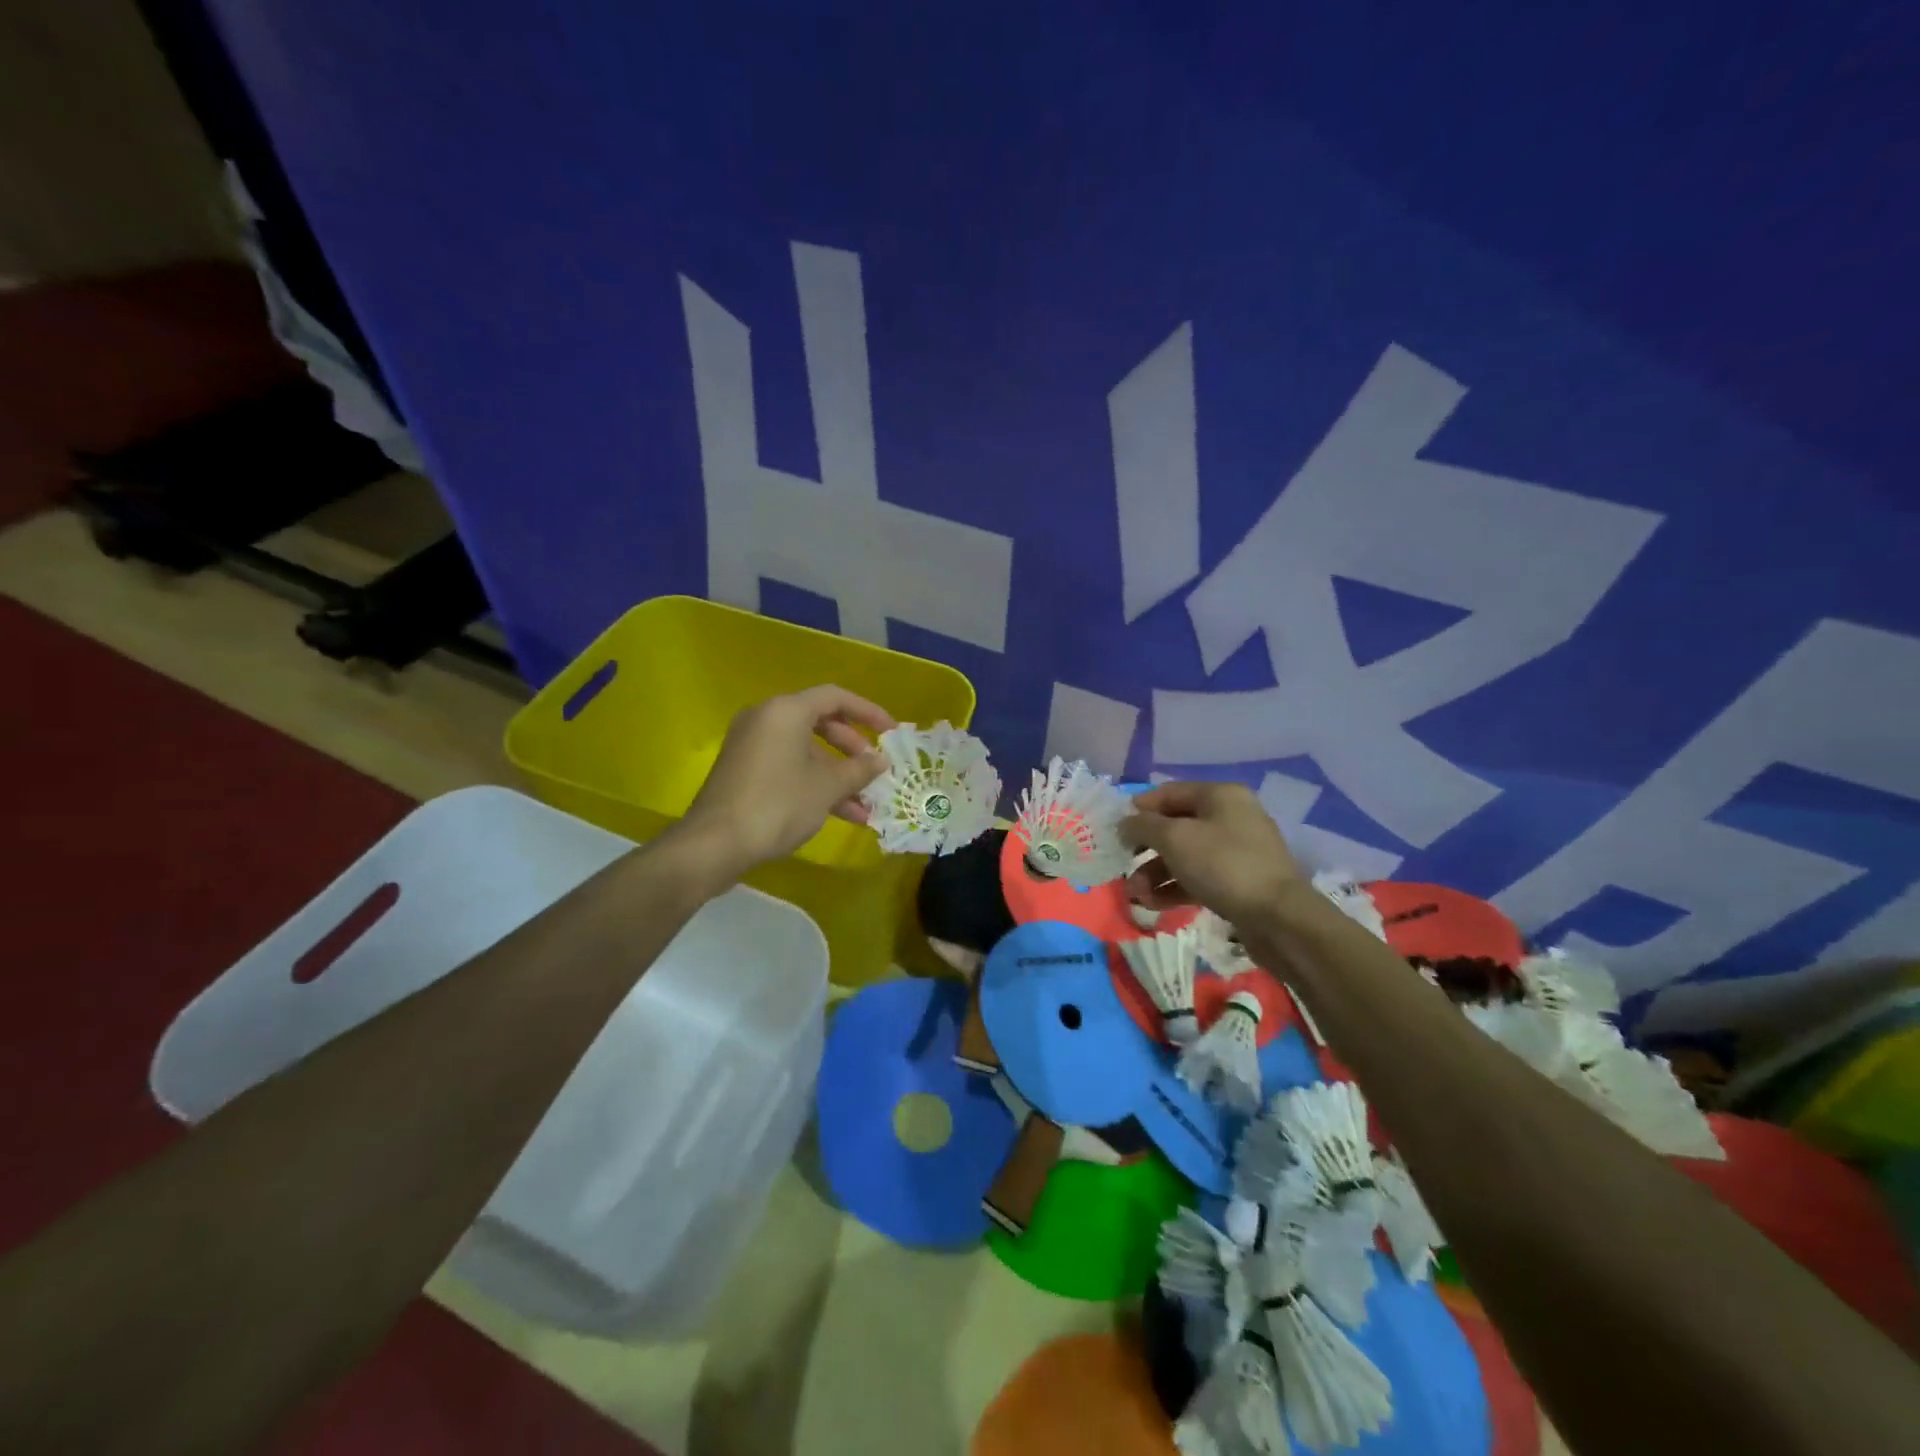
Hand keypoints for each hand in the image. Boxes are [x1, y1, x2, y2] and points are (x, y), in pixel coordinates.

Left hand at [682, 684, 895, 872]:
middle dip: (852, 748)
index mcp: (786, 711)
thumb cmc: (778, 804)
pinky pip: (788, 766)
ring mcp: (752, 745)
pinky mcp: (744, 771)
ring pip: (805, 751)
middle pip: (820, 722)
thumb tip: (880, 761)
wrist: (715, 844)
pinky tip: (840, 814)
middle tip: (874, 769)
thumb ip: (858, 770)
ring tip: (865, 805)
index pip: (835, 697)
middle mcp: (766, 719)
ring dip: (837, 775)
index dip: (868, 712)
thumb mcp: (827, 787)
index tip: (891, 732)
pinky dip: (813, 783)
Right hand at [1119, 781, 1304, 927]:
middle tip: (1122, 866)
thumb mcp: (1175, 838)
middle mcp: (1230, 817)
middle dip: (1145, 849)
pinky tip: (1153, 904)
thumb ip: (1143, 826)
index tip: (1115, 830)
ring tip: (1135, 895)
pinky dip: (1174, 888)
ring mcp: (1236, 851)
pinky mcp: (1238, 882)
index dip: (1139, 809)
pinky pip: (1198, 877)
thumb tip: (1125, 823)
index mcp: (1220, 796)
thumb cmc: (1223, 865)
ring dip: (1154, 873)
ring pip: (1184, 855)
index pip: (1169, 793)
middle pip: (1175, 826)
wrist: (1279, 918)